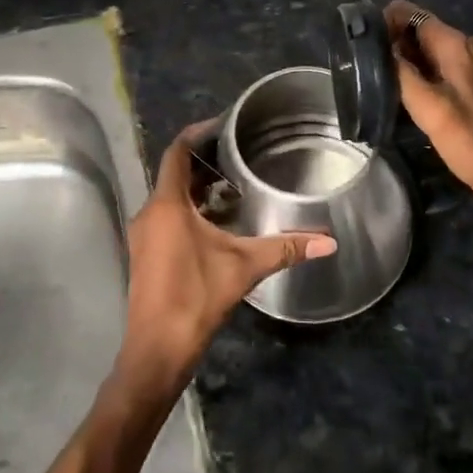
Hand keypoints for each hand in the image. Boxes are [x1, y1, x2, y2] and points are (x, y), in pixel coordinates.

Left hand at [120, 122, 335, 390]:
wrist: (158, 349)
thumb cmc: (196, 297)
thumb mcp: (244, 267)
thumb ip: (285, 248)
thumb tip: (329, 242)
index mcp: (167, 205)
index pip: (176, 152)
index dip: (196, 133)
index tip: (221, 124)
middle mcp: (150, 212)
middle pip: (174, 174)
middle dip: (204, 163)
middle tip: (238, 156)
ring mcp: (144, 234)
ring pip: (170, 198)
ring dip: (198, 190)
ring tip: (234, 187)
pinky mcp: (145, 253)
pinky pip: (167, 217)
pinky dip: (189, 211)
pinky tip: (217, 223)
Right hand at [384, 0, 472, 216]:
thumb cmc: (469, 141)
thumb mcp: (426, 109)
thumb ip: (402, 73)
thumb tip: (384, 48)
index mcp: (459, 46)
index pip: (416, 15)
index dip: (389, 22)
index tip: (368, 42)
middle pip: (429, 32)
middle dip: (402, 43)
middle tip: (376, 67)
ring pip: (443, 50)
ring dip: (419, 60)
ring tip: (396, 82)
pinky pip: (459, 65)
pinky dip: (439, 72)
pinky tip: (428, 95)